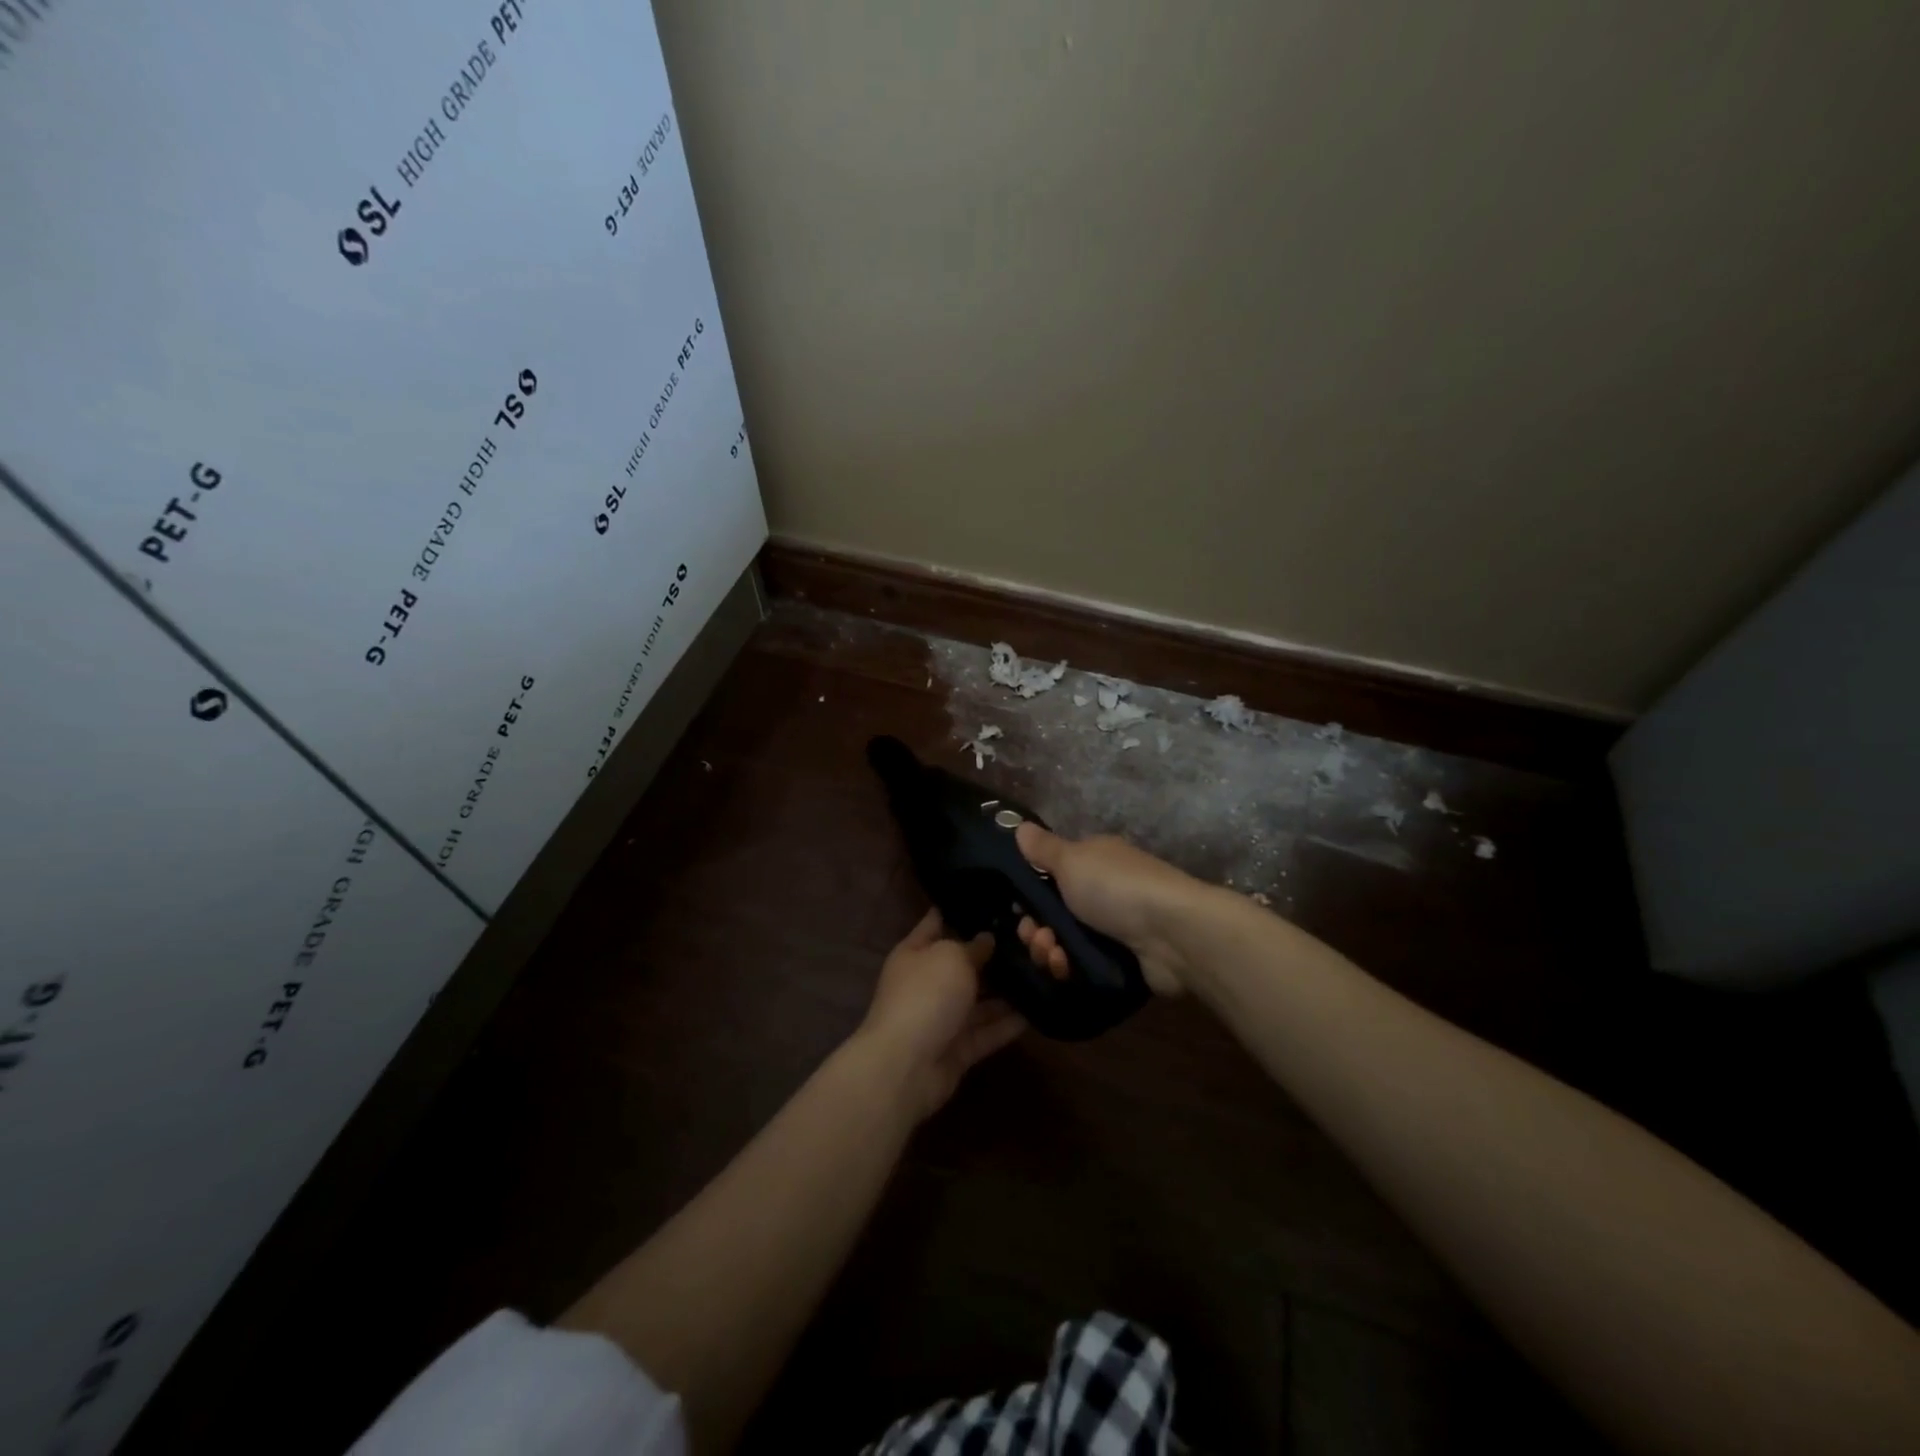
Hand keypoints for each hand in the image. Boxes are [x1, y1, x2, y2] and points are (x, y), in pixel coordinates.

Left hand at [858, 908, 1025, 1120]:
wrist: (907, 1065)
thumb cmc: (926, 995)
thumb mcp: (951, 957)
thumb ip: (973, 946)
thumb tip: (987, 939)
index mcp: (915, 952)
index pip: (936, 922)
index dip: (959, 910)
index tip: (990, 900)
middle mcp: (928, 982)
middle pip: (963, 964)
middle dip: (993, 954)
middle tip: (1032, 939)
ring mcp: (943, 1017)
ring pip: (979, 1000)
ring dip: (1007, 991)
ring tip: (1043, 973)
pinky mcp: (959, 1048)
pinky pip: (988, 1031)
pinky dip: (1009, 1024)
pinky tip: (1039, 1010)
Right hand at [1012, 823, 1199, 995]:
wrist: (1172, 933)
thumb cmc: (1116, 887)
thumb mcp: (1071, 859)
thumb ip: (1043, 848)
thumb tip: (1019, 825)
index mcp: (1094, 861)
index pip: (1052, 875)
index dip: (1030, 893)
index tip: (1019, 909)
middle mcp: (1105, 890)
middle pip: (1055, 913)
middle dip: (1036, 928)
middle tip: (1036, 937)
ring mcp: (1115, 927)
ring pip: (1066, 942)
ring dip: (1049, 951)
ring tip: (1053, 956)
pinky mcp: (1123, 960)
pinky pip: (1084, 966)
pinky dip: (1070, 968)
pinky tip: (1066, 969)